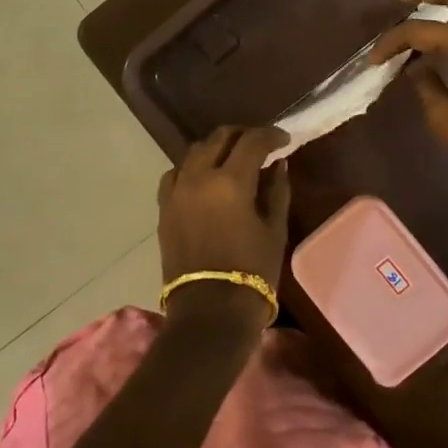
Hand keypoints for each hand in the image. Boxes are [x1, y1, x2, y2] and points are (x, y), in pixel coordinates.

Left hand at [155, 126, 290, 325]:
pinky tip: (204, 178)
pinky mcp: (164, 207)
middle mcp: (199, 177)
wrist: (209, 313)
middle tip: (260, 144)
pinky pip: (176, 173)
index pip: (252, 141)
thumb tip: (278, 164)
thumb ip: (277, 191)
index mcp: (231, 181)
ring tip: (232, 158)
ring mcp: (177, 191)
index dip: (271, 135)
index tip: (284, 140)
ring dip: (216, 147)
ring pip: (195, 151)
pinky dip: (192, 167)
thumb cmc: (252, 272)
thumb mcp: (274, 230)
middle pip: (219, 137)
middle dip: (242, 135)